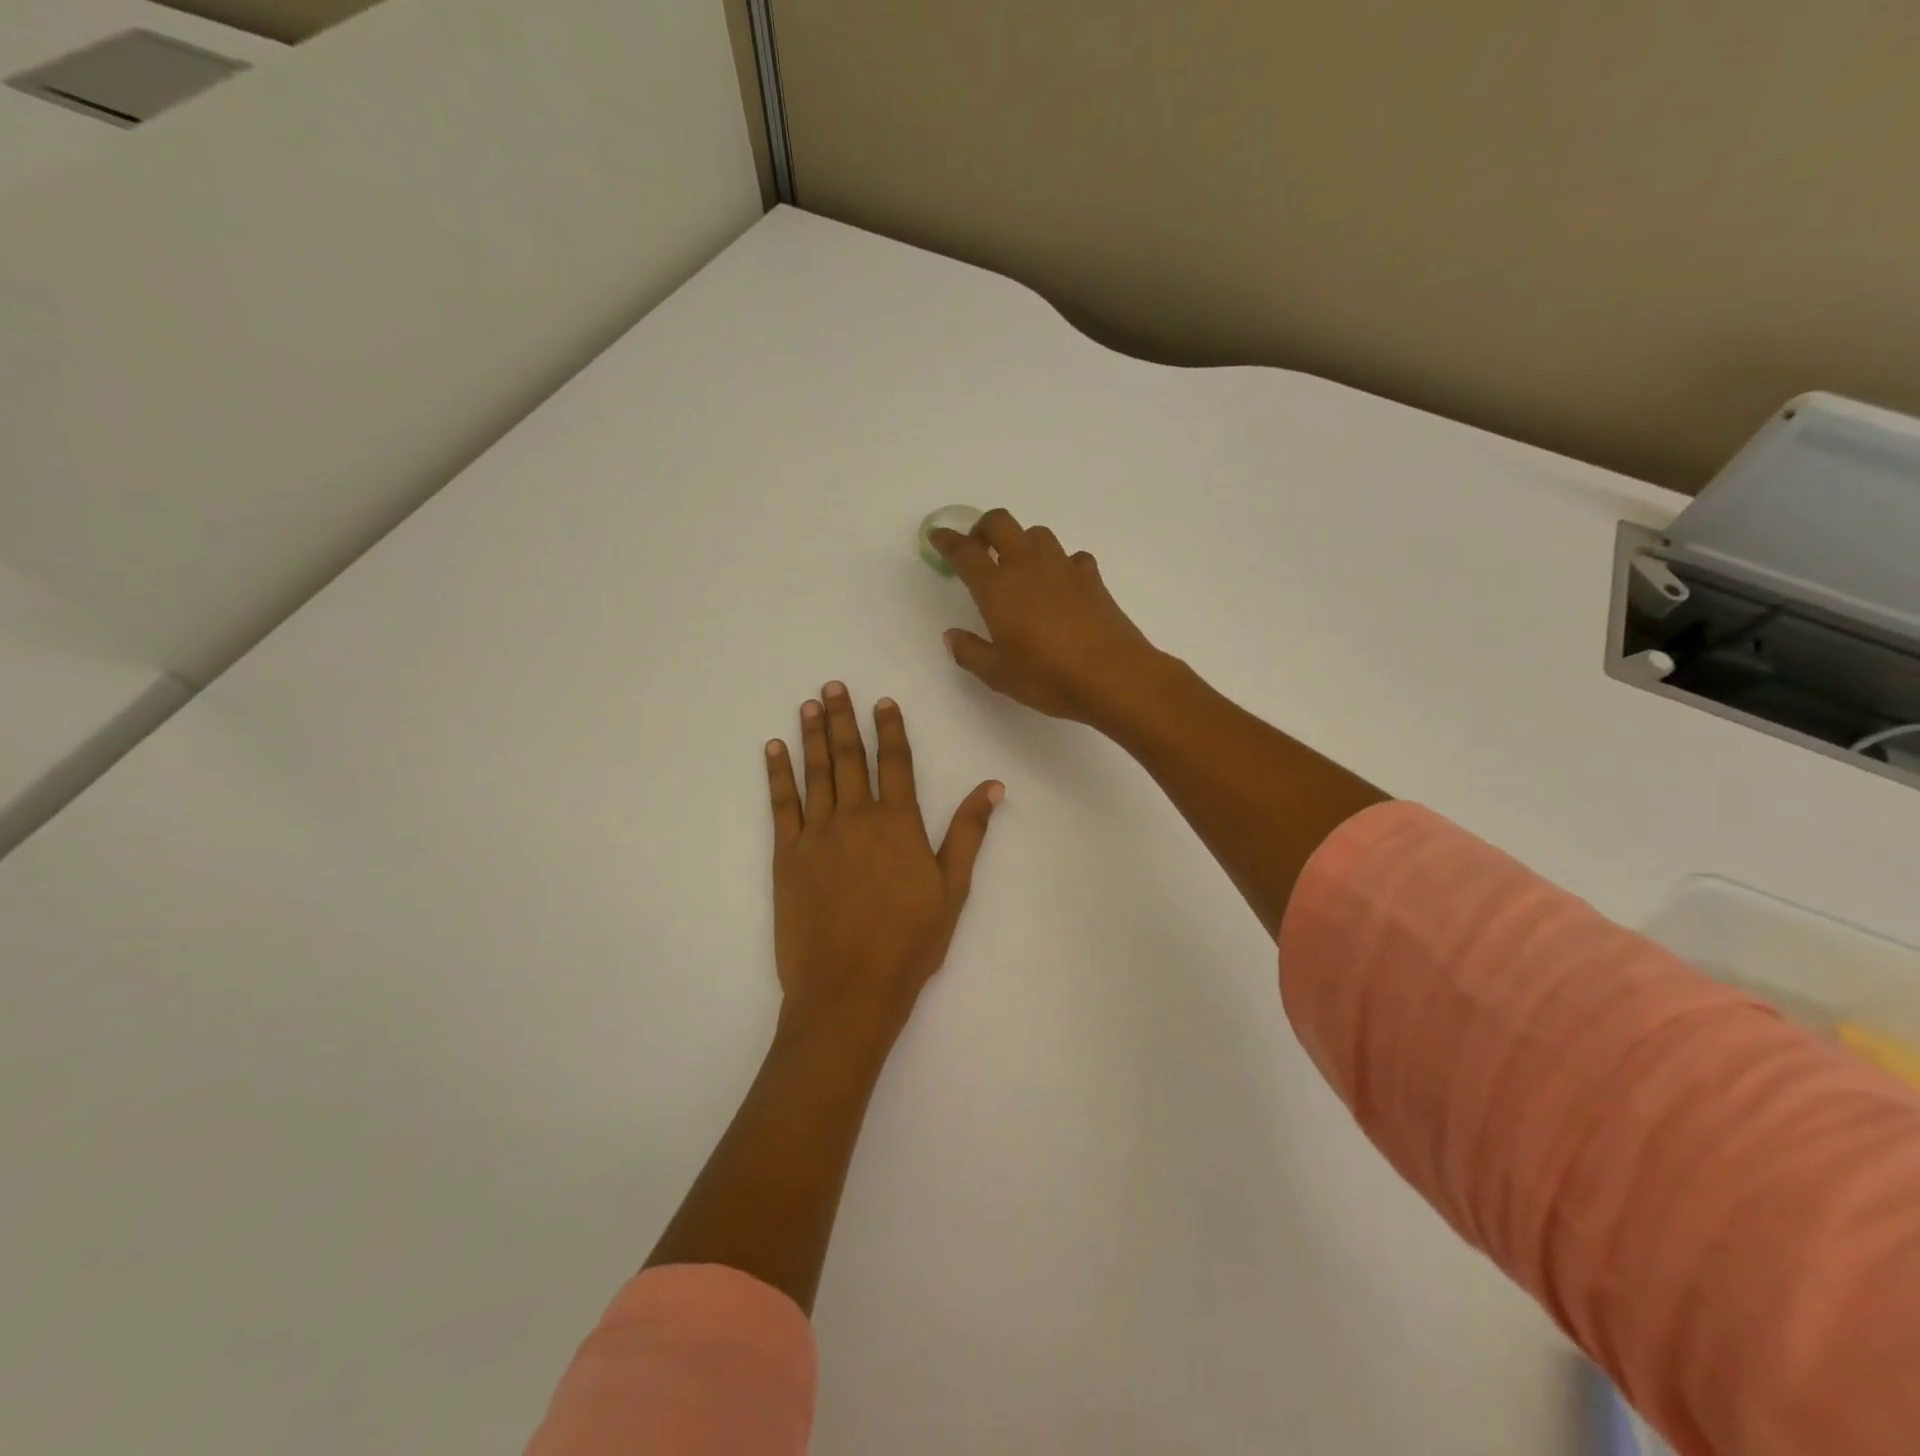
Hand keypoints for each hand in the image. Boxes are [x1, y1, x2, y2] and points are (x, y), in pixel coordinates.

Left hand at [765, 682, 1001, 1045]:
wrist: (849, 988)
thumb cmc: (910, 942)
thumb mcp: (952, 888)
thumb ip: (968, 832)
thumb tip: (992, 786)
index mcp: (898, 823)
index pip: (894, 762)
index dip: (889, 729)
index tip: (882, 702)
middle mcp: (856, 817)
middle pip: (849, 757)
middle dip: (842, 719)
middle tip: (833, 687)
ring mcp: (818, 834)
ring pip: (815, 772)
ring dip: (811, 735)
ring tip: (809, 705)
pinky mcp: (787, 855)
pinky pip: (781, 804)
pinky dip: (777, 774)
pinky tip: (774, 750)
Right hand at [931, 509, 1165, 727]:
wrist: (1113, 676)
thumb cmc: (1048, 676)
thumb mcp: (998, 674)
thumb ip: (970, 652)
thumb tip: (952, 636)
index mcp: (998, 587)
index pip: (965, 552)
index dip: (948, 540)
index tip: (938, 536)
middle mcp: (1028, 566)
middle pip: (1001, 523)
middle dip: (983, 528)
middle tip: (977, 547)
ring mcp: (1063, 568)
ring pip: (1037, 534)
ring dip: (1022, 541)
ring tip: (1018, 567)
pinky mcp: (1091, 578)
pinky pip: (1070, 557)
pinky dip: (1059, 564)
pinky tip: (1060, 585)